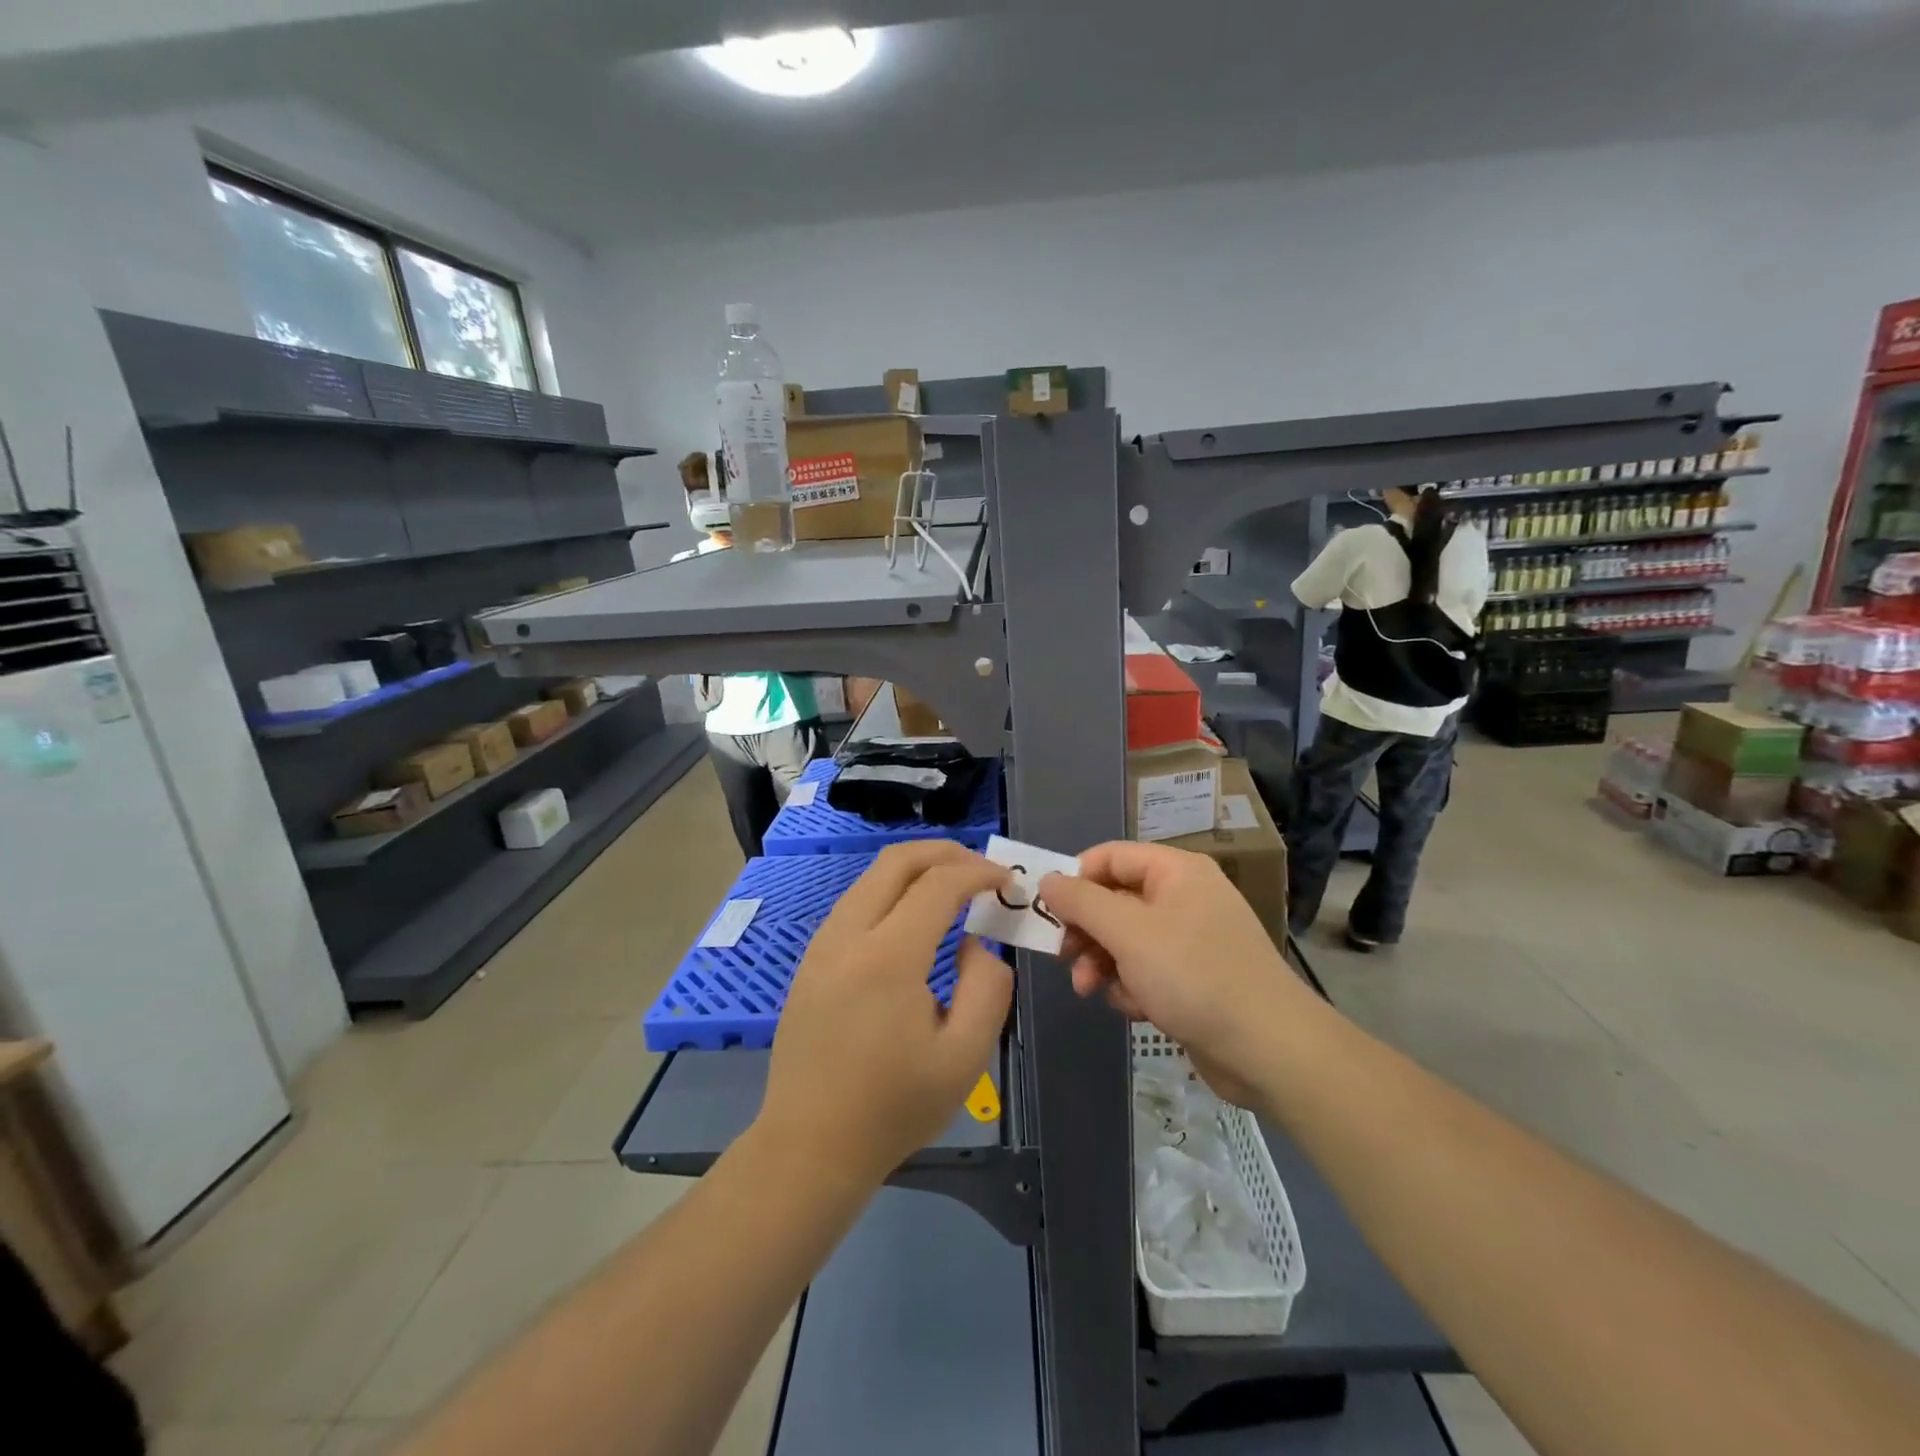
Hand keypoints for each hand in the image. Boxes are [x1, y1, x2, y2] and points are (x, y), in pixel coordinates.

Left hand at [755, 841, 1013, 1186]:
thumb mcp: (966, 1057)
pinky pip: (856, 901)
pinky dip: (892, 890)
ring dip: (917, 869)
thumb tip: (975, 942)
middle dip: (946, 853)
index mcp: (888, 956)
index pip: (939, 883)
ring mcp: (823, 943)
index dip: (979, 872)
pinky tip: (914, 918)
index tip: (1007, 883)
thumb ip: (987, 986)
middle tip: (982, 870)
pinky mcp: (811, 958)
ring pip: (873, 876)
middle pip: (898, 860)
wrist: (810, 1144)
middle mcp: (848, 934)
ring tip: (955, 889)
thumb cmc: (894, 1106)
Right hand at [1040, 842, 1309, 1106]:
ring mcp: (1191, 939)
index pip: (1110, 857)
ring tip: (1090, 989)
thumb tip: (1048, 879)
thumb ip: (1081, 902)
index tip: (1049, 912)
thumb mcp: (1127, 933)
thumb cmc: (1193, 975)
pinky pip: (1147, 969)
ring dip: (1102, 962)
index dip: (1076, 879)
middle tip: (1064, 957)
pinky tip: (1135, 1008)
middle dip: (1086, 930)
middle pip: (1115, 899)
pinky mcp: (1194, 978)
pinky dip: (1133, 985)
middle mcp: (1184, 897)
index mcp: (1175, 871)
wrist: (1268, 1048)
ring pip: (1126, 939)